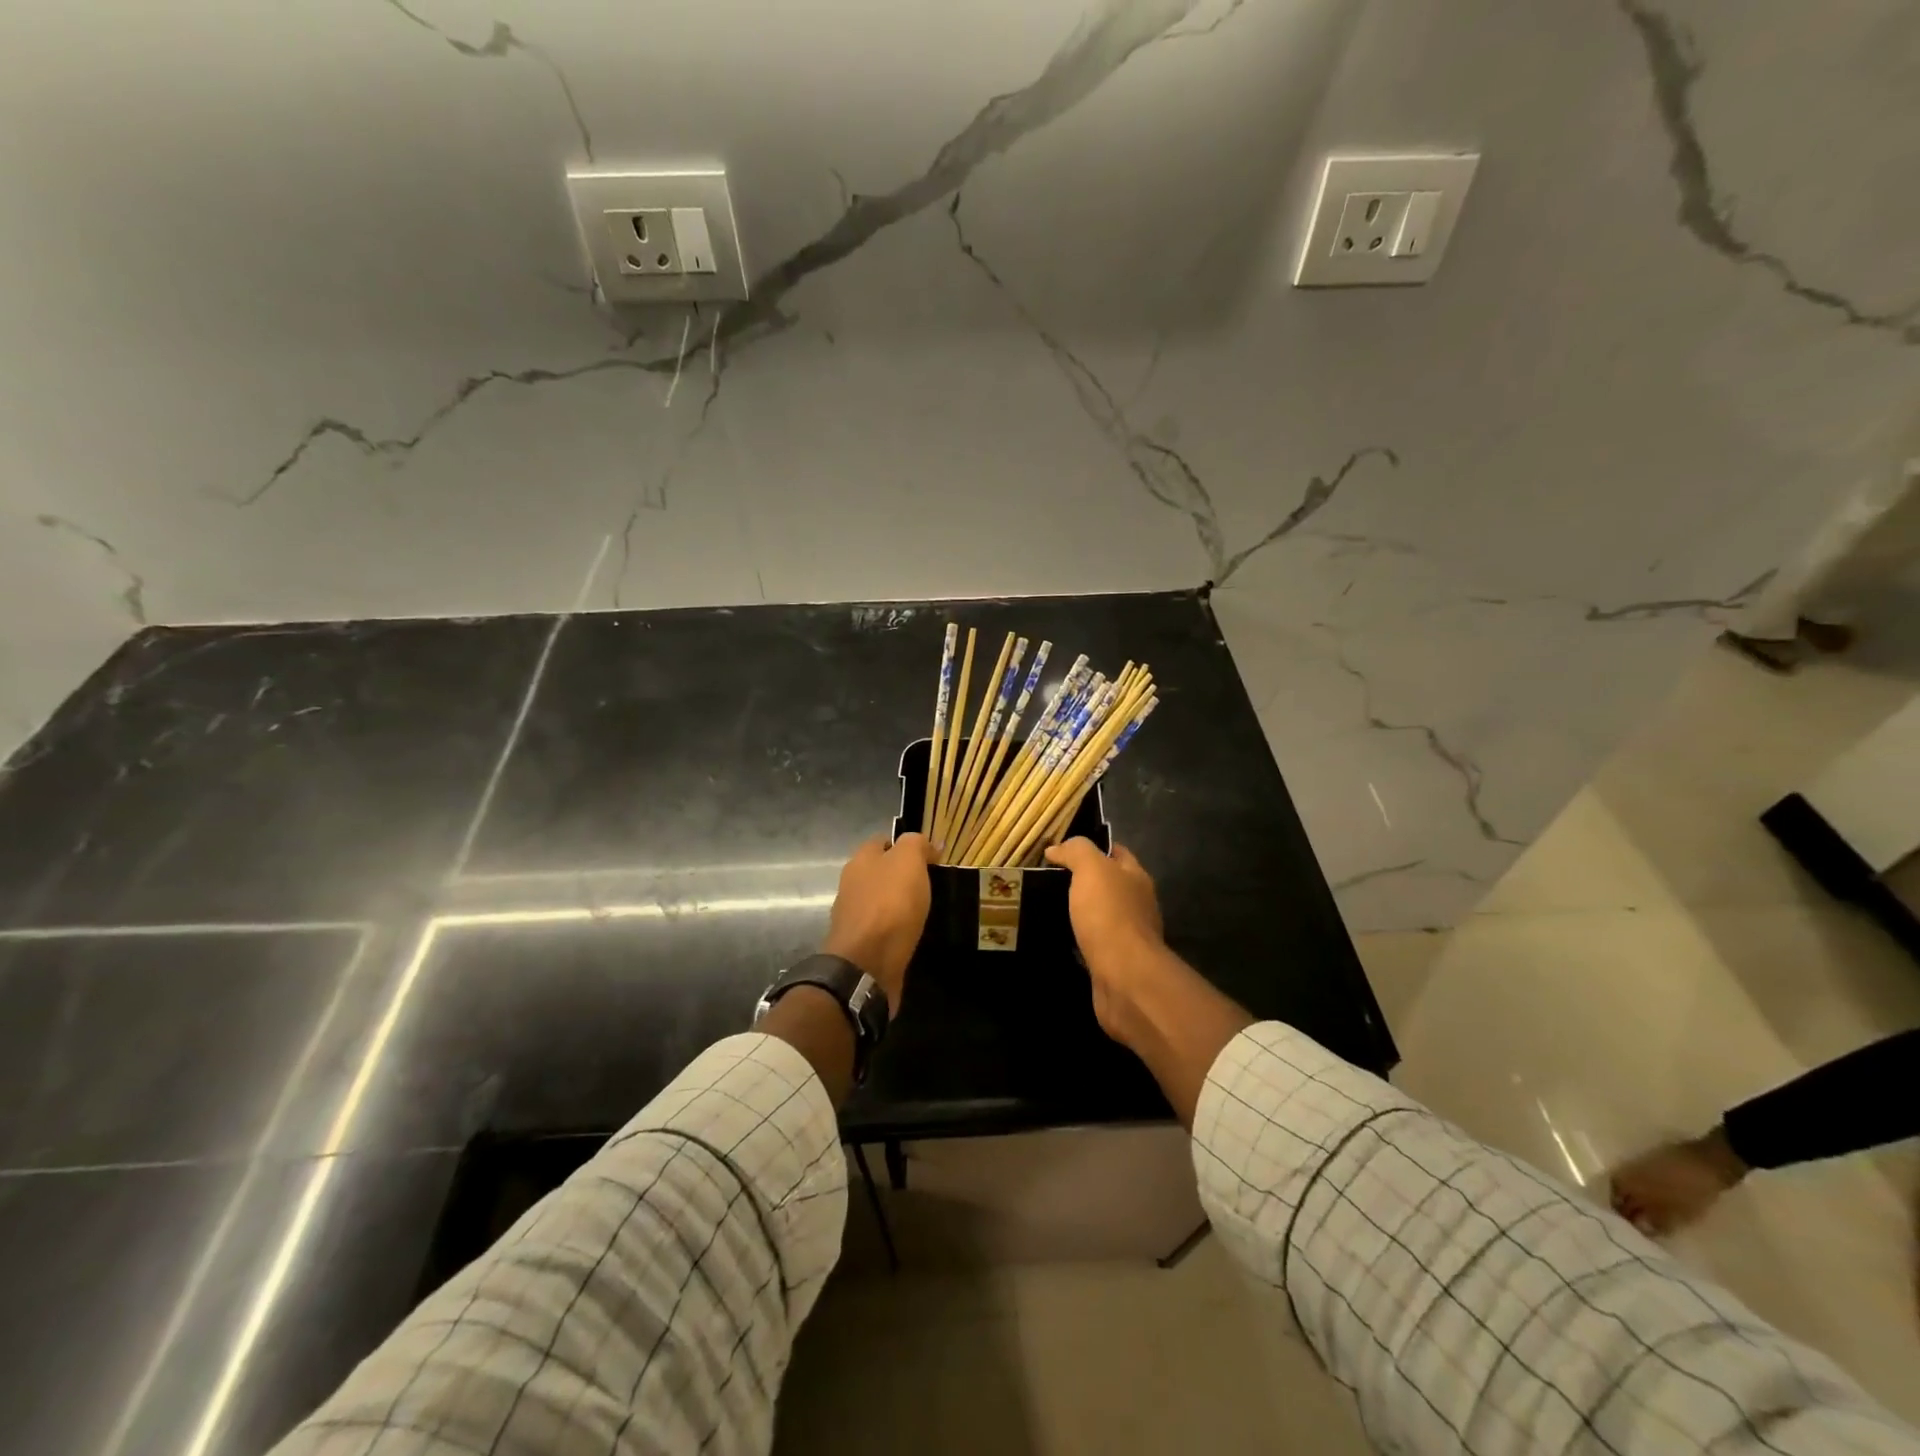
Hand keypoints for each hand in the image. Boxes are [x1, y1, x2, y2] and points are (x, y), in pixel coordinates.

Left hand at [822, 833, 933, 1012]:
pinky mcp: (861, 944)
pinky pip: (884, 929)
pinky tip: (915, 934)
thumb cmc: (889, 905)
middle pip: (880, 872)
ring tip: (928, 911)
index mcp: (860, 860)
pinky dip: (898, 930)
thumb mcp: (908, 861)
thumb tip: (927, 845)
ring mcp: (854, 916)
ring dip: (900, 905)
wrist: (867, 964)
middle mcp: (852, 885)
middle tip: (934, 884)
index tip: (931, 858)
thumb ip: (916, 845)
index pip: (882, 842)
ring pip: (881, 901)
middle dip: (903, 876)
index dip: (906, 846)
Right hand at [1043, 838, 1166, 1045]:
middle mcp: (1137, 903)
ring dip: (1079, 911)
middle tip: (1046, 878)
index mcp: (1136, 877)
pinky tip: (1058, 937)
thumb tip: (1057, 848)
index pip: (1115, 852)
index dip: (1091, 847)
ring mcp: (1128, 935)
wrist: (1124, 977)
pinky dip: (1078, 938)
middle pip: (1108, 883)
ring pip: (1100, 914)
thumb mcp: (1091, 869)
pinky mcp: (1115, 961)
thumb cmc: (1109, 915)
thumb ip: (1077, 851)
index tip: (1060, 849)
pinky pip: (1093, 942)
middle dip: (1082, 880)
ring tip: (1046, 906)